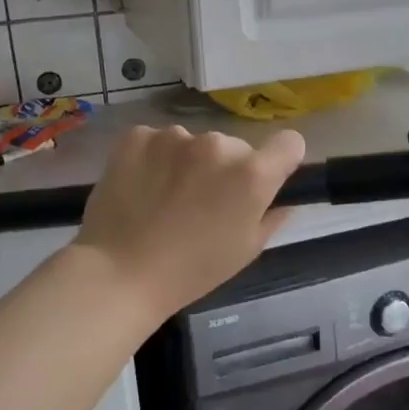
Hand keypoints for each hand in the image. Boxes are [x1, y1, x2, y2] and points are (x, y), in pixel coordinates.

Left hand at [73, 125, 307, 316]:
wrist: (119, 273)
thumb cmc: (192, 270)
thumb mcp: (246, 250)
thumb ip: (272, 217)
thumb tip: (284, 201)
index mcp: (252, 173)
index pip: (289, 143)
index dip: (281, 160)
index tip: (265, 180)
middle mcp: (218, 144)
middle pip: (235, 147)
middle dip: (226, 169)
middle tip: (204, 204)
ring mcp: (174, 136)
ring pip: (194, 144)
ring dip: (188, 163)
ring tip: (165, 199)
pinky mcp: (137, 137)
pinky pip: (157, 141)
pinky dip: (154, 159)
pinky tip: (140, 187)